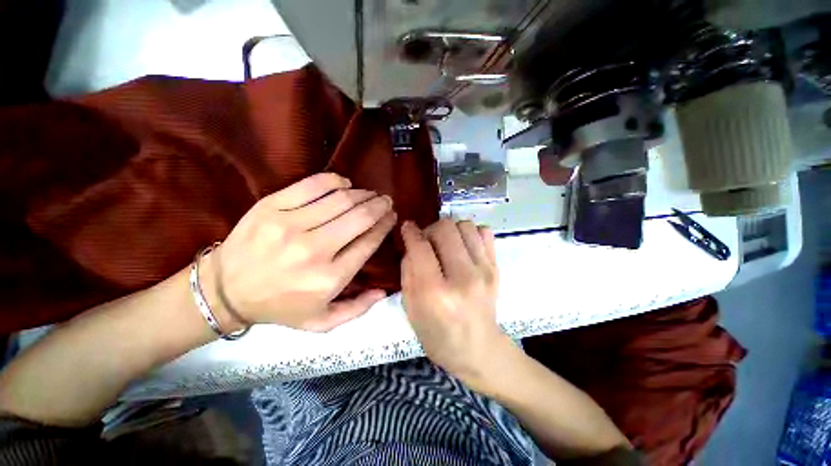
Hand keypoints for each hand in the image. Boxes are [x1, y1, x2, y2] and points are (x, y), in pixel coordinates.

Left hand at [202, 173, 395, 331]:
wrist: (224, 291)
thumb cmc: (279, 308)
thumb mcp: (321, 323)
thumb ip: (356, 310)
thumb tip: (383, 291)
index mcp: (329, 278)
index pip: (368, 243)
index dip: (384, 226)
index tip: (392, 217)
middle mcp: (314, 250)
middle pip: (359, 218)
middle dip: (379, 206)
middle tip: (386, 201)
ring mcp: (290, 226)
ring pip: (340, 199)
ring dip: (362, 193)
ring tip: (369, 193)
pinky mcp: (271, 207)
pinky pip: (312, 185)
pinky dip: (334, 181)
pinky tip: (344, 183)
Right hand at [400, 219, 513, 391]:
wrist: (480, 350)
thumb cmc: (438, 336)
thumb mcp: (411, 309)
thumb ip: (408, 272)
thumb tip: (412, 243)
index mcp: (435, 293)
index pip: (420, 247)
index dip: (410, 232)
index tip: (407, 227)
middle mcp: (463, 277)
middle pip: (445, 228)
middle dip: (430, 229)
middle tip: (427, 241)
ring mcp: (484, 271)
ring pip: (465, 225)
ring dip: (450, 229)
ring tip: (445, 244)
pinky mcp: (496, 268)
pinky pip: (485, 232)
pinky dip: (471, 233)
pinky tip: (463, 247)